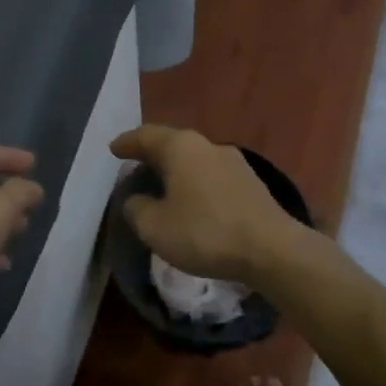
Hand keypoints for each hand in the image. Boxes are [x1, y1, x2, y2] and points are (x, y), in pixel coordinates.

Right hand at [110, 126, 299, 286]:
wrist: (271, 249)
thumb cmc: (205, 232)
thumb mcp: (155, 227)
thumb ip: (137, 209)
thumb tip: (137, 200)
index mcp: (181, 147)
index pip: (146, 136)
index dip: (127, 143)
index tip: (113, 149)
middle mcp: (208, 145)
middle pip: (173, 144)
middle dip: (153, 155)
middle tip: (135, 166)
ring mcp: (235, 162)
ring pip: (195, 160)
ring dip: (177, 171)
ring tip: (162, 186)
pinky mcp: (251, 183)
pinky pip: (212, 177)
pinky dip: (196, 184)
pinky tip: (193, 202)